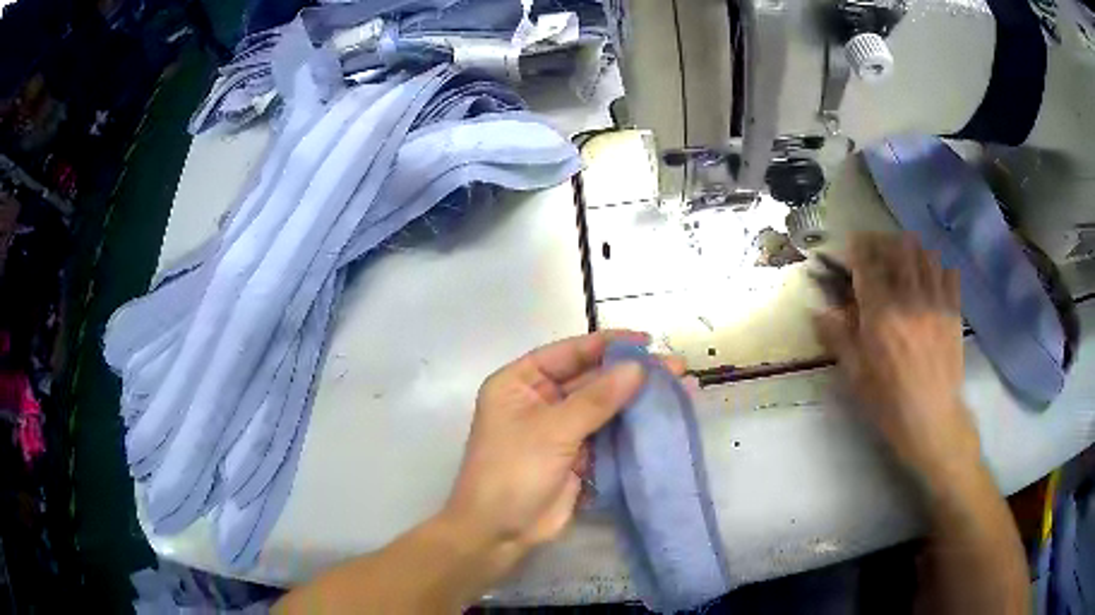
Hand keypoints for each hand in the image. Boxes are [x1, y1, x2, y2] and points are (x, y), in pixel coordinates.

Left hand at [443, 331, 683, 558]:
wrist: (499, 532)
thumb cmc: (513, 471)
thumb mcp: (552, 431)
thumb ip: (596, 399)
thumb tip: (639, 367)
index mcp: (520, 382)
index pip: (568, 352)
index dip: (607, 344)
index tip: (647, 341)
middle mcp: (540, 400)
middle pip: (591, 379)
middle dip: (631, 374)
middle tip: (676, 367)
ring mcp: (560, 429)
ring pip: (604, 407)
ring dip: (637, 400)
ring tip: (680, 389)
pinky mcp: (577, 455)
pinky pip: (608, 434)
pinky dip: (633, 427)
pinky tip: (663, 418)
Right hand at [813, 234, 979, 485]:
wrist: (934, 420)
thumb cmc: (890, 403)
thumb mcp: (856, 376)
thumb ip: (838, 338)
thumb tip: (818, 310)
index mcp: (880, 314)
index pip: (867, 264)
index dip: (857, 249)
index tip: (851, 246)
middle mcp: (908, 298)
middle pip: (898, 249)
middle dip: (884, 242)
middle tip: (877, 250)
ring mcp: (935, 301)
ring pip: (925, 255)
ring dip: (911, 251)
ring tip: (905, 259)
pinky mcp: (954, 311)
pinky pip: (949, 273)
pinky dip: (939, 268)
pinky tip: (932, 277)